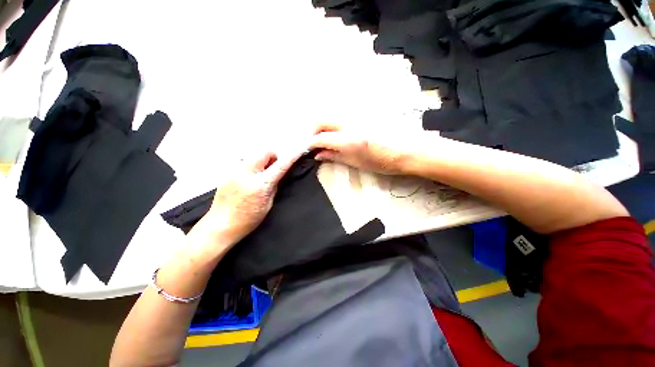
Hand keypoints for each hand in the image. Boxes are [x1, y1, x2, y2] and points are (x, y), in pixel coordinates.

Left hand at [188, 150, 303, 251]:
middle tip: (274, 168)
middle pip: (265, 152)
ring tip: (261, 176)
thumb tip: (279, 175)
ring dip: (262, 162)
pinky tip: (250, 181)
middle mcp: (247, 173)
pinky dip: (252, 168)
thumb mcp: (267, 204)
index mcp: (260, 184)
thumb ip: (274, 186)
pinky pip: (245, 163)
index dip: (292, 156)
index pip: (281, 165)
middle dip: (273, 157)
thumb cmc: (247, 220)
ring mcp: (235, 172)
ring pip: (254, 156)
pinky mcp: (228, 173)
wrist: (220, 226)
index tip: (299, 151)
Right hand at [310, 123, 421, 174]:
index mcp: (348, 139)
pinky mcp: (362, 115)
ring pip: (331, 116)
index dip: (311, 144)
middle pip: (322, 120)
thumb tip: (318, 155)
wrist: (407, 151)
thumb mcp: (356, 163)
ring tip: (325, 139)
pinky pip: (341, 116)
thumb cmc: (383, 162)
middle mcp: (349, 123)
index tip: (309, 149)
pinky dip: (334, 124)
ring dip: (323, 126)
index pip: (321, 137)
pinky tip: (337, 134)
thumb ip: (335, 156)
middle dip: (314, 131)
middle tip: (315, 143)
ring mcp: (356, 116)